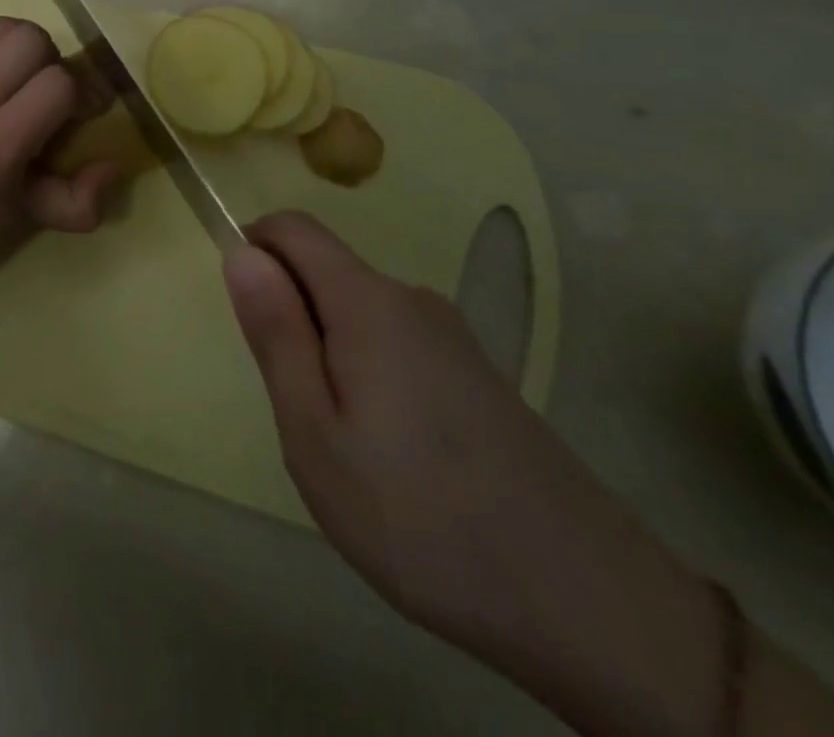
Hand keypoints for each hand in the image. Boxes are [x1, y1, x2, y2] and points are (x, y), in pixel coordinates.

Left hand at [0, 17, 119, 299]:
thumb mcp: (26, 226)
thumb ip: (80, 200)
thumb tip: (115, 164)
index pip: (55, 84)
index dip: (84, 93)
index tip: (87, 115)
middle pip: (28, 38)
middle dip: (55, 62)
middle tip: (53, 97)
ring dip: (25, 49)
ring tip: (26, 86)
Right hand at [225, 212, 722, 736]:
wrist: (592, 606)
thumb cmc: (420, 516)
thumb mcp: (315, 433)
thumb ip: (275, 333)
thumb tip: (241, 252)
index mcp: (368, 301)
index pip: (292, 227)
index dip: (254, 252)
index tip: (253, 327)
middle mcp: (412, 299)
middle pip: (324, 271)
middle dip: (293, 320)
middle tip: (303, 412)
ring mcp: (451, 336)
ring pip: (357, 314)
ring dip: (330, 355)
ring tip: (350, 447)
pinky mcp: (477, 374)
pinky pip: (394, 345)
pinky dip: (370, 376)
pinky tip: (398, 458)